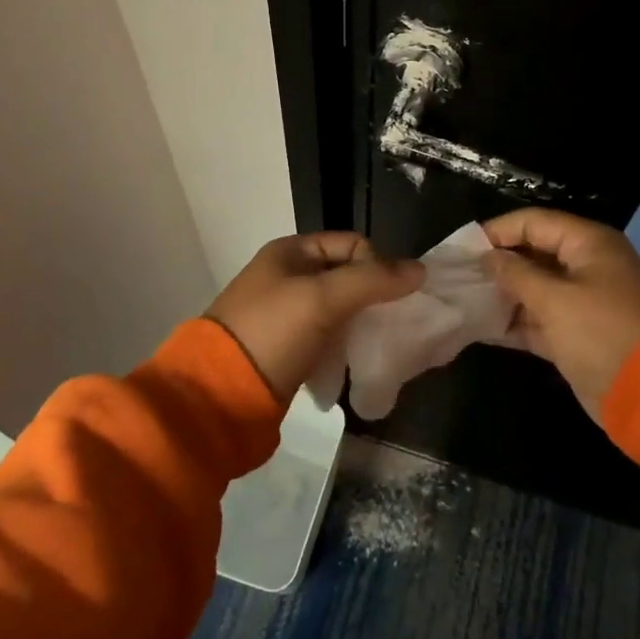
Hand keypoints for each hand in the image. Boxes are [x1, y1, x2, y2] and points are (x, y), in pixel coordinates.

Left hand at [206, 233, 423, 401]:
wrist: (219, 394)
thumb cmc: (273, 332)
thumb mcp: (323, 298)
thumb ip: (373, 280)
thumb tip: (421, 270)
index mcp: (290, 252)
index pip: (352, 244)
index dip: (376, 265)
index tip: (387, 297)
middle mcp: (286, 275)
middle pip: (346, 275)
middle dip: (371, 296)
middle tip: (387, 323)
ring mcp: (283, 313)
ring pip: (338, 308)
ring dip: (358, 322)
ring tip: (371, 344)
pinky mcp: (284, 347)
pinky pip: (326, 335)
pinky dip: (342, 344)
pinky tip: (351, 360)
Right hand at [483, 209, 639, 422]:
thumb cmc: (602, 332)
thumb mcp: (555, 300)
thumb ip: (517, 275)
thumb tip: (488, 257)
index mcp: (587, 244)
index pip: (534, 223)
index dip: (498, 231)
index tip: (463, 247)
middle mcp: (585, 266)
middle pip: (533, 254)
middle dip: (497, 264)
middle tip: (458, 275)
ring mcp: (582, 302)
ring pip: (534, 289)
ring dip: (503, 295)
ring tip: (464, 301)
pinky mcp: (577, 335)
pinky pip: (539, 320)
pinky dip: (515, 323)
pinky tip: (482, 328)